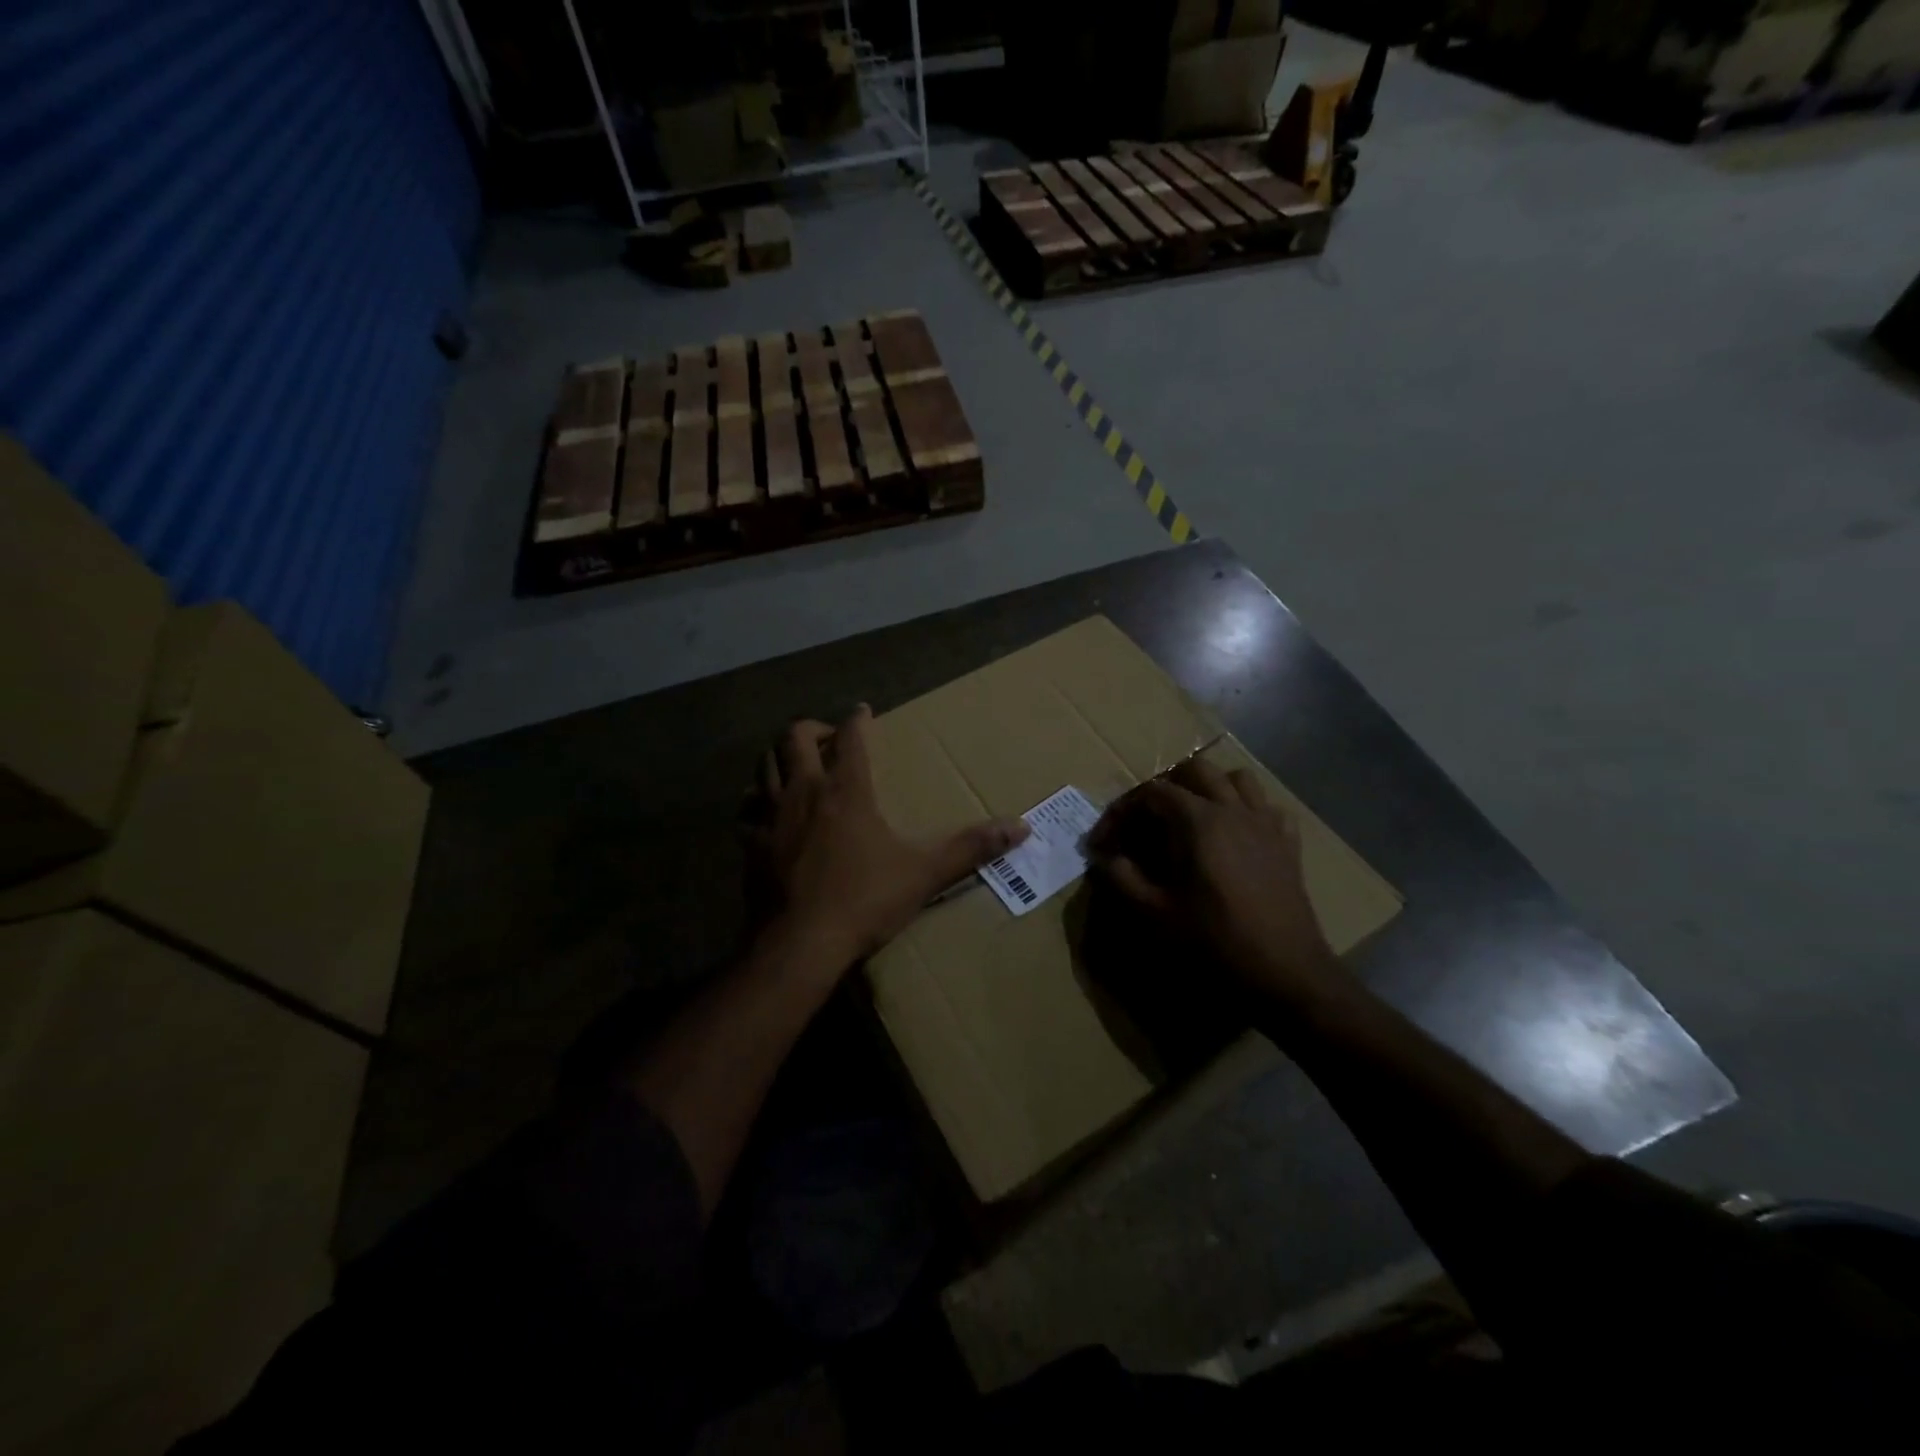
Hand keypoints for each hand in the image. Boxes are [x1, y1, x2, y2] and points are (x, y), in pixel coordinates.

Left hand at [746, 706, 1029, 968]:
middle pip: (793, 737)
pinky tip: (766, 814)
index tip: (862, 710)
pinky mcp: (751, 845)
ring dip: (778, 756)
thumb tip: (1021, 827)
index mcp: (846, 790)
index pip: (849, 736)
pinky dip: (756, 802)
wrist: (798, 946)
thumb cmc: (863, 901)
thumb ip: (971, 847)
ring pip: (763, 766)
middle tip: (827, 738)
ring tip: (796, 766)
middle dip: (810, 728)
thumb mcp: (924, 873)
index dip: (856, 719)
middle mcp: (804, 792)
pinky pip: (746, 810)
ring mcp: (771, 817)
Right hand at [1088, 758, 1341, 1006]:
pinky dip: (1247, 810)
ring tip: (1191, 817)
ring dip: (1209, 788)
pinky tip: (1235, 835)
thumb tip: (1103, 857)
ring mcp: (1266, 824)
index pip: (1150, 793)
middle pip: (1194, 771)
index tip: (1103, 842)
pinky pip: (1267, 807)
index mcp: (1198, 821)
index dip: (1121, 811)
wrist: (1285, 974)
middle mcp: (1233, 809)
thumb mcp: (1154, 913)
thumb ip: (1121, 878)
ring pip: (1237, 779)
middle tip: (1144, 821)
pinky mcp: (1288, 844)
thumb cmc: (1214, 941)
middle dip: (1163, 788)